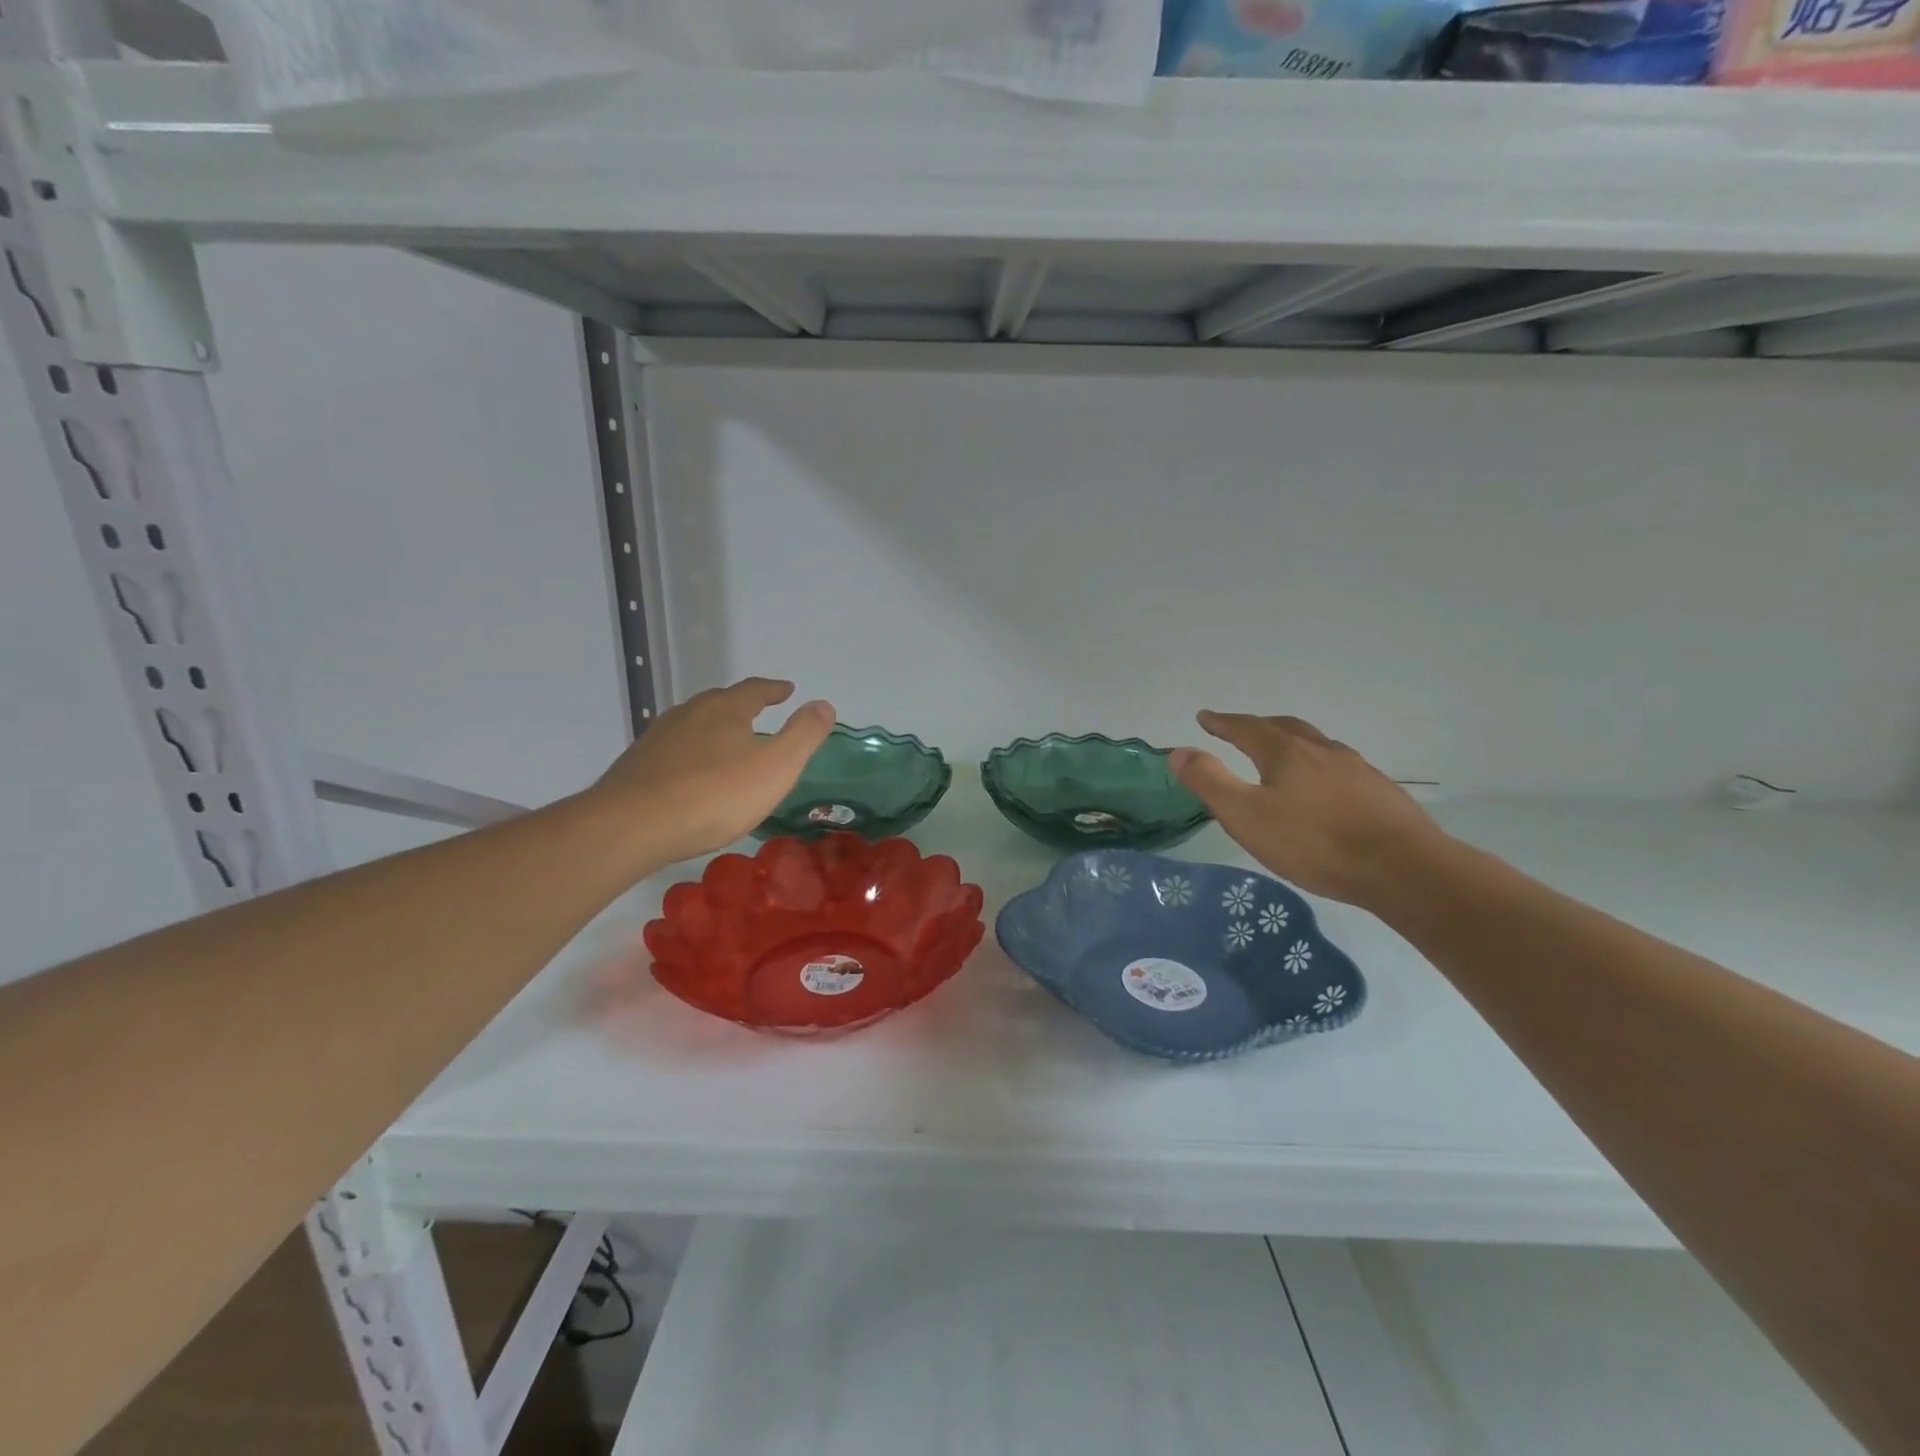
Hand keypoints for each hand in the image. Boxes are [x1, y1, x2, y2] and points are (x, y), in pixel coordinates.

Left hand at [589, 678, 833, 866]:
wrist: (634, 825)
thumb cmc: (716, 795)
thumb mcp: (777, 766)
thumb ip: (804, 734)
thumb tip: (824, 703)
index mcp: (726, 709)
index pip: (755, 690)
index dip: (774, 689)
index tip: (787, 690)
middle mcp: (690, 713)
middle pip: (720, 702)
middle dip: (741, 705)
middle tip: (758, 713)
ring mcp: (659, 737)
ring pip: (693, 724)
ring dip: (713, 728)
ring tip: (726, 742)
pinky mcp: (637, 764)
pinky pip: (673, 750)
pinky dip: (690, 753)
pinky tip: (691, 773)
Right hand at [1169, 711, 1453, 908]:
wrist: (1403, 868)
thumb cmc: (1313, 842)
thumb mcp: (1246, 816)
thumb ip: (1209, 782)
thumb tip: (1177, 751)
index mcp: (1285, 753)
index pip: (1246, 728)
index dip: (1222, 722)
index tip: (1205, 717)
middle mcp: (1321, 750)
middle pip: (1284, 727)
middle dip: (1258, 725)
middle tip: (1240, 728)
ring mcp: (1356, 769)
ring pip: (1316, 744)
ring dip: (1292, 741)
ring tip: (1282, 752)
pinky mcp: (1380, 791)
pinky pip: (1339, 766)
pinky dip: (1319, 764)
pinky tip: (1324, 785)